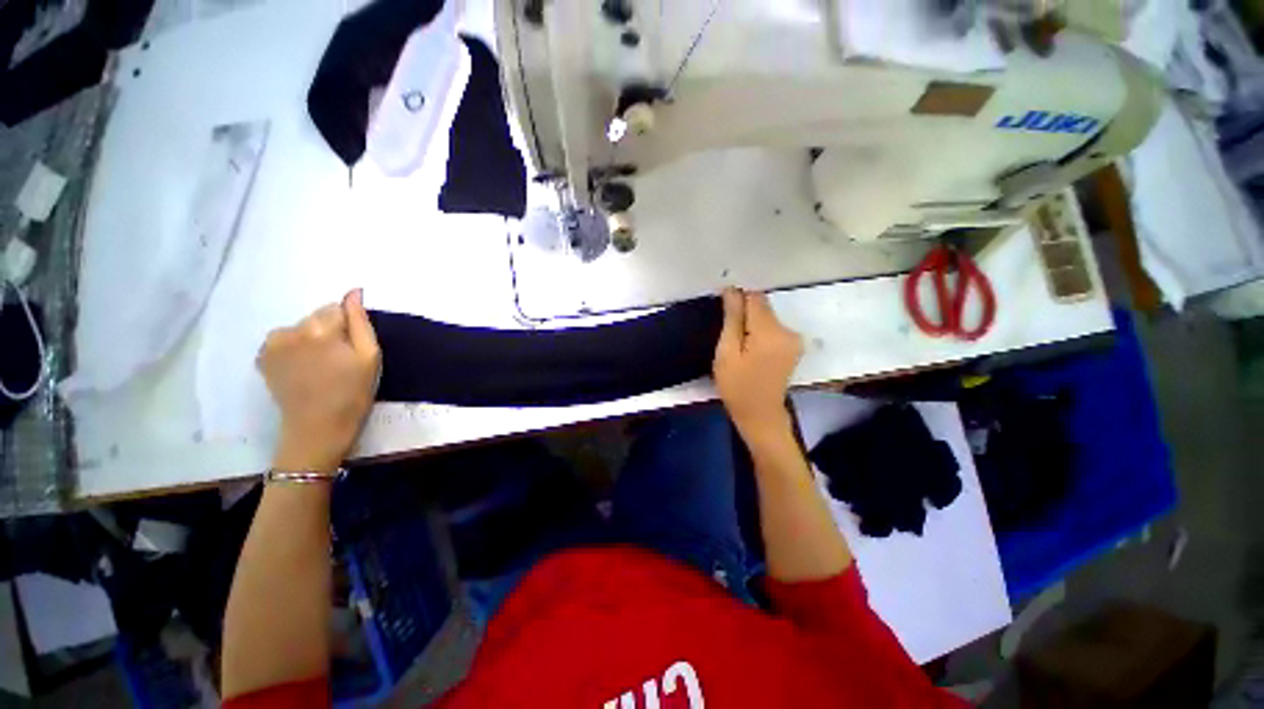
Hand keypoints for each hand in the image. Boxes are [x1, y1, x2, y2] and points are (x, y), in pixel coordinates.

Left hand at [258, 289, 380, 472]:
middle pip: (317, 316)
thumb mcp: (369, 356)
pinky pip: (285, 340)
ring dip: (312, 339)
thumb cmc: (353, 392)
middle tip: (339, 360)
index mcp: (319, 328)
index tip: (352, 350)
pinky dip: (295, 349)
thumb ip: (361, 321)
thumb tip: (354, 292)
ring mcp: (271, 343)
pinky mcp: (262, 357)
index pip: (338, 308)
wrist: (318, 427)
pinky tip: (303, 369)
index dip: (350, 328)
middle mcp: (290, 329)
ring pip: (301, 328)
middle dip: (330, 331)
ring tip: (320, 366)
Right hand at [713, 288, 802, 441]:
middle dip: (744, 315)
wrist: (760, 415)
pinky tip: (751, 351)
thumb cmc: (737, 386)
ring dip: (751, 324)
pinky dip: (760, 332)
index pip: (755, 298)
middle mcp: (788, 331)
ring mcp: (794, 339)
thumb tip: (732, 289)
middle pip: (762, 307)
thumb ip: (732, 319)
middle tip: (729, 338)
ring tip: (739, 347)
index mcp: (770, 332)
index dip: (737, 300)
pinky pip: (773, 328)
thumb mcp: (727, 352)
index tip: (724, 315)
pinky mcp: (793, 346)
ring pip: (767, 317)